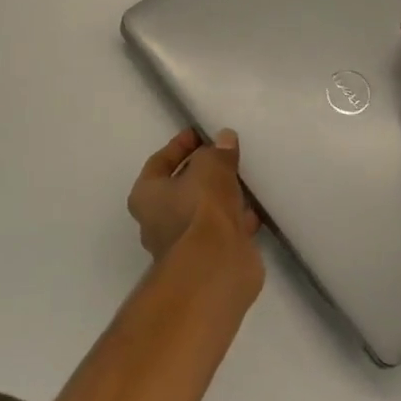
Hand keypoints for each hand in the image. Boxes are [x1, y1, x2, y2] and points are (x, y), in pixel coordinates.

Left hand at [127, 127, 259, 265]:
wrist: (215, 267)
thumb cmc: (200, 208)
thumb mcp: (211, 167)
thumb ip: (218, 152)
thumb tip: (224, 138)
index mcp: (146, 196)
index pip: (159, 162)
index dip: (179, 146)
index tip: (201, 134)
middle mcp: (158, 221)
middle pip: (180, 188)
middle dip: (202, 172)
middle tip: (225, 155)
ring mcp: (183, 244)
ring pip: (202, 211)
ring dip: (221, 196)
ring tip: (243, 178)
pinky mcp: (207, 259)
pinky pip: (221, 230)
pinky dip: (236, 219)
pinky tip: (254, 208)